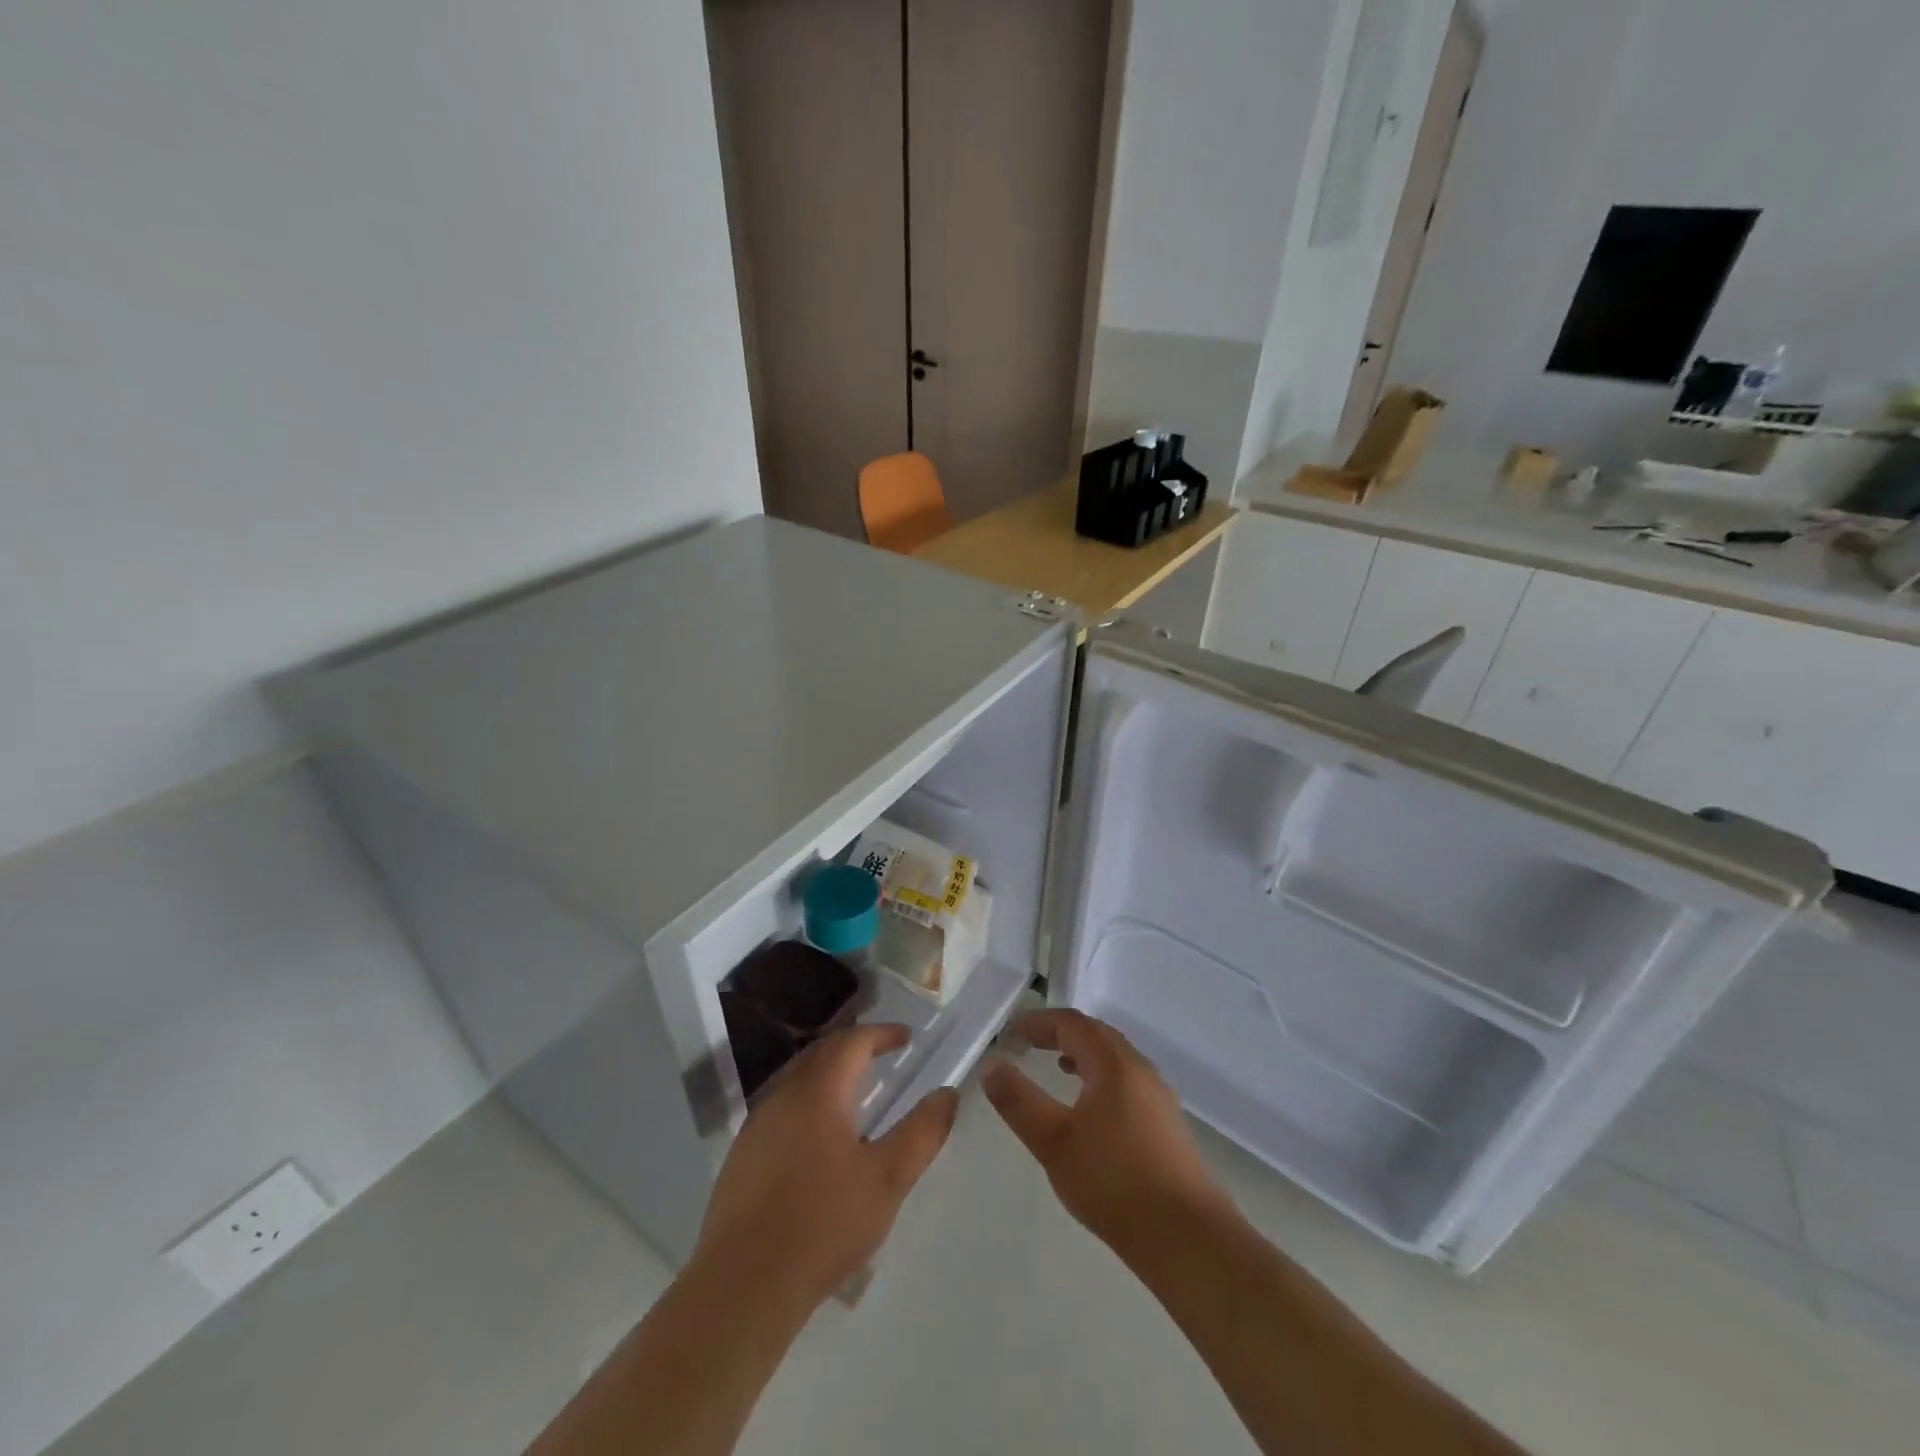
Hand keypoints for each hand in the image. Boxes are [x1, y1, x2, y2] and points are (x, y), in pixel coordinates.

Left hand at [692, 1023, 958, 1314]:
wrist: (744, 1286)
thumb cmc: (824, 1224)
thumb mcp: (888, 1179)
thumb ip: (922, 1132)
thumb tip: (947, 1094)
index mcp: (818, 1091)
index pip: (852, 1042)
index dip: (881, 1034)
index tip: (906, 1037)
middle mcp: (783, 1095)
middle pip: (821, 1054)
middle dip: (853, 1047)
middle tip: (881, 1054)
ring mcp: (756, 1125)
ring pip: (797, 1080)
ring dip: (828, 1074)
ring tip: (855, 1090)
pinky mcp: (742, 1156)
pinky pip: (781, 1109)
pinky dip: (808, 1102)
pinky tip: (819, 1136)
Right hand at [983, 1009, 1237, 1257]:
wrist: (1187, 1238)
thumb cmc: (1114, 1182)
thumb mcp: (1053, 1142)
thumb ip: (1019, 1101)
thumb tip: (992, 1066)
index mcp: (1113, 1063)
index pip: (1072, 1023)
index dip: (1039, 1022)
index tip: (1012, 1034)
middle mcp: (1140, 1069)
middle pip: (1096, 1034)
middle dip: (1061, 1033)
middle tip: (1030, 1044)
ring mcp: (1158, 1096)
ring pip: (1115, 1059)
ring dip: (1083, 1055)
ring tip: (1058, 1068)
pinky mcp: (1167, 1124)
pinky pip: (1127, 1081)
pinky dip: (1101, 1077)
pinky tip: (1091, 1110)